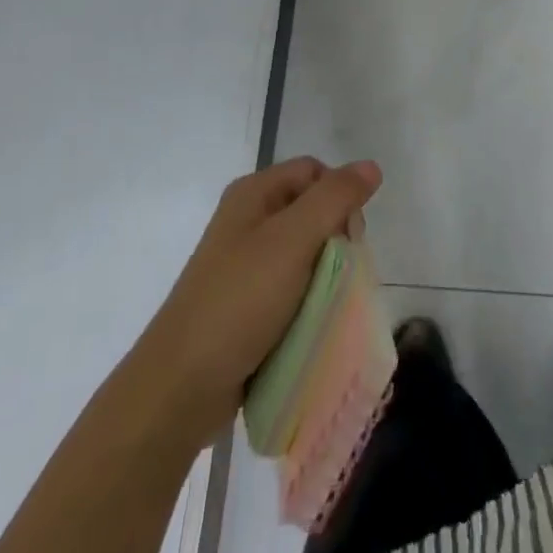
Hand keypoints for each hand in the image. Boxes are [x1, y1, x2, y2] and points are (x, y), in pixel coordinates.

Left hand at [133, 158, 381, 446]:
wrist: (181, 386)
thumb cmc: (240, 301)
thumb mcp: (293, 240)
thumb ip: (334, 198)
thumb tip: (371, 166)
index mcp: (254, 193)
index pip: (314, 172)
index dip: (339, 196)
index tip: (350, 237)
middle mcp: (248, 220)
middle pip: (311, 211)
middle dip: (335, 239)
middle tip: (339, 275)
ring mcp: (244, 264)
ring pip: (304, 254)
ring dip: (324, 275)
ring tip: (328, 306)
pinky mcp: (245, 304)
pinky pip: (290, 288)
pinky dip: (307, 301)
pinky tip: (312, 324)